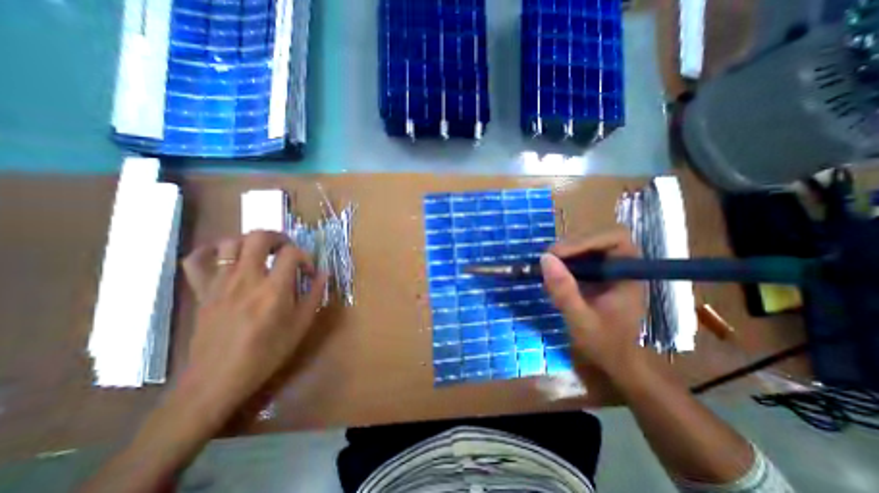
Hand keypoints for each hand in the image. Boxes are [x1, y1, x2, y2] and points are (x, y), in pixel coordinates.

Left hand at [178, 231, 328, 415]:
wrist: (217, 379)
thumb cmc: (266, 353)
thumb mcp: (301, 325)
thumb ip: (315, 295)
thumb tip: (323, 273)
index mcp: (273, 289)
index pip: (292, 253)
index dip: (305, 256)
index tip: (309, 272)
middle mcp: (246, 279)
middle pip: (259, 237)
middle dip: (278, 237)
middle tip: (287, 250)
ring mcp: (220, 283)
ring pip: (230, 242)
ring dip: (250, 241)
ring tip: (262, 253)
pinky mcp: (202, 291)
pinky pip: (196, 260)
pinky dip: (211, 251)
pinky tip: (225, 256)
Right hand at [541, 227, 647, 380]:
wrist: (613, 360)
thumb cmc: (604, 343)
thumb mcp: (581, 319)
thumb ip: (564, 291)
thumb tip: (544, 258)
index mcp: (628, 274)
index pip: (615, 238)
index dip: (586, 240)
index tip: (559, 254)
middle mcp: (620, 266)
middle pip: (596, 238)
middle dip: (570, 246)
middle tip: (547, 260)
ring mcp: (607, 270)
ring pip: (585, 246)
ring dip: (564, 254)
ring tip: (547, 268)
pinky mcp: (596, 275)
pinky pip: (578, 258)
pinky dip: (562, 263)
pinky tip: (552, 276)